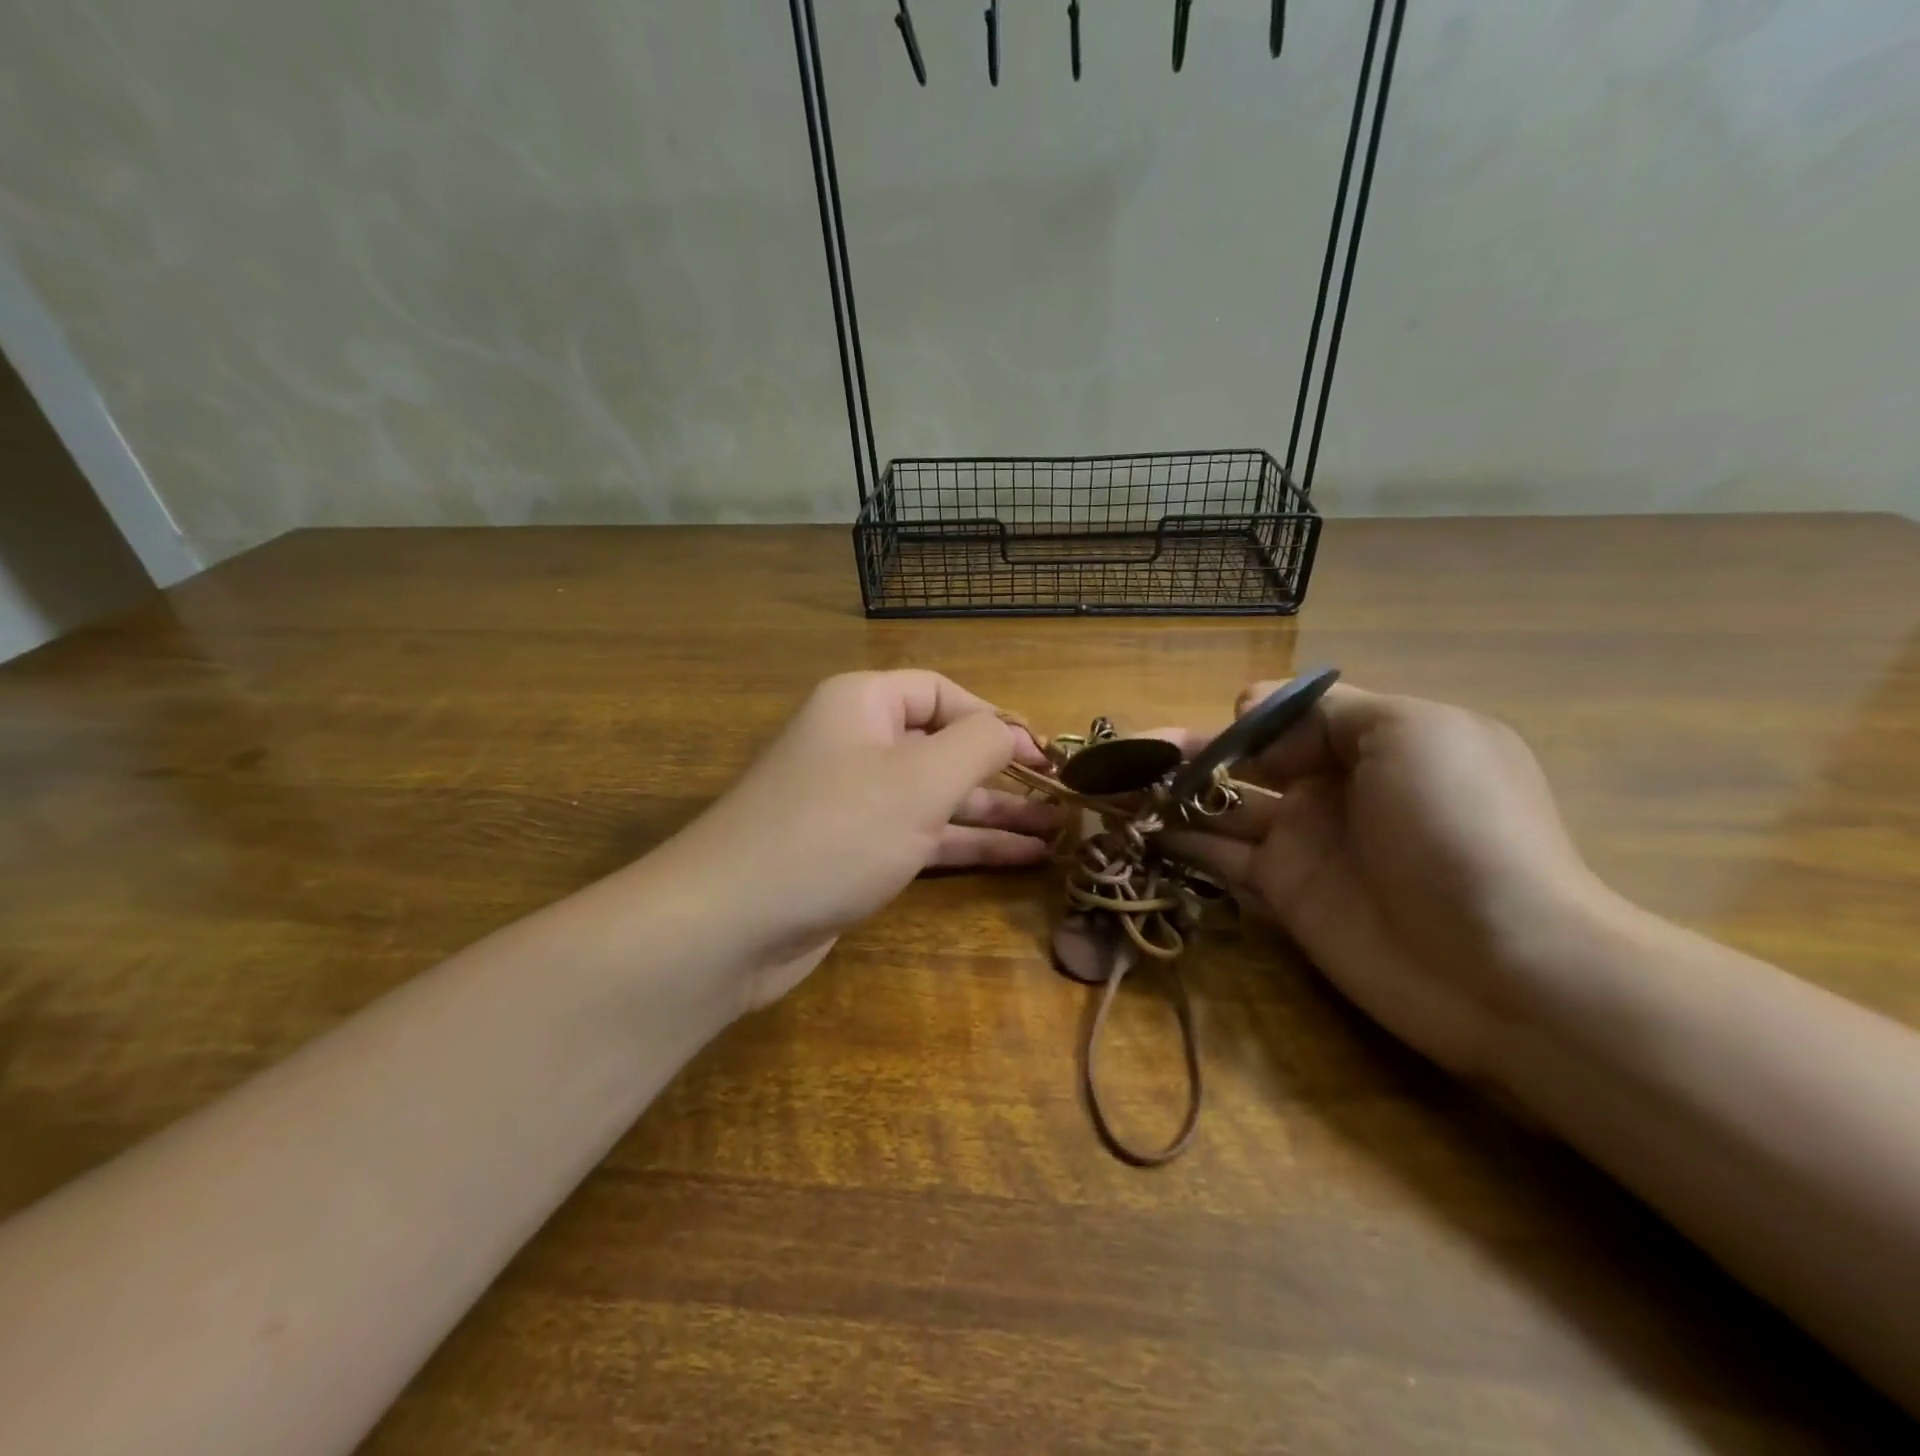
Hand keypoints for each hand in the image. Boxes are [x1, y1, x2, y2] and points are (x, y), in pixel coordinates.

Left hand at [661, 670, 1055, 1008]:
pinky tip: (1016, 859)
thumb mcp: (920, 779)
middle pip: (942, 746)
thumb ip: (978, 744)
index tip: (1045, 755)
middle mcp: (856, 744)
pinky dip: (964, 845)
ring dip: (993, 813)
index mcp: (863, 704)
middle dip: (1002, 772)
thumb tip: (1009, 730)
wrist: (731, 923)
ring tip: (1055, 833)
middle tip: (1060, 798)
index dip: (997, 719)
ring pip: (936, 797)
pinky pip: (919, 836)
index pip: (943, 693)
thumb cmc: (834, 832)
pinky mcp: (852, 853)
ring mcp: (853, 802)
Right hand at [1162, 680, 1606, 1076]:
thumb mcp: (1411, 732)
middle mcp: (1333, 786)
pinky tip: (1138, 831)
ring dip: (1169, 796)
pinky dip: (1180, 842)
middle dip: (1187, 753)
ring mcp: (1306, 843)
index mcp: (1371, 740)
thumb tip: (1245, 704)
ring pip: (1222, 807)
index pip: (1288, 715)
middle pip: (1245, 760)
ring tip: (1110, 790)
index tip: (1215, 729)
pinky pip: (1221, 856)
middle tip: (1122, 757)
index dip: (1243, 718)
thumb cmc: (1460, 827)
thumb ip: (1325, 708)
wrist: (1505, 965)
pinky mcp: (1284, 893)